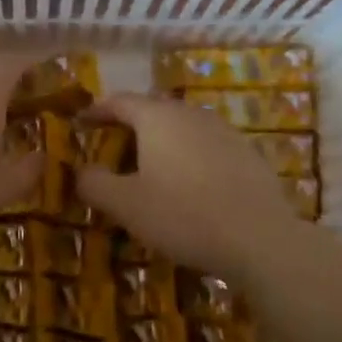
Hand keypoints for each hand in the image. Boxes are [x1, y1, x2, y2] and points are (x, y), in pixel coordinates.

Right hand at [77, 94, 300, 280]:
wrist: (260, 240)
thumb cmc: (183, 216)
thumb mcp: (126, 205)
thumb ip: (95, 183)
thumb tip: (80, 171)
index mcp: (157, 118)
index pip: (119, 102)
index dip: (97, 110)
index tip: (80, 122)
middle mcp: (191, 114)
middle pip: (152, 111)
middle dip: (128, 127)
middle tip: (111, 149)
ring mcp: (224, 131)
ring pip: (181, 128)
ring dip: (160, 143)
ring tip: (148, 169)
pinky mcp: (247, 154)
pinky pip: (205, 147)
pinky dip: (188, 158)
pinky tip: (188, 186)